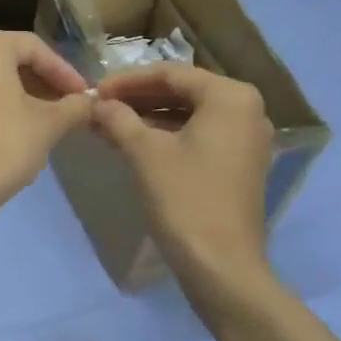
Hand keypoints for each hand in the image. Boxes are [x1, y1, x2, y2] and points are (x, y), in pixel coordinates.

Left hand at [0, 30, 92, 215]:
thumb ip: (75, 106)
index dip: (65, 72)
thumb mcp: (50, 124)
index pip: (36, 48)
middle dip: (45, 83)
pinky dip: (0, 106)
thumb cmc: (4, 146)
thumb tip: (90, 102)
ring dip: (25, 95)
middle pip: (13, 61)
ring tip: (51, 120)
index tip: (85, 95)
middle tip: (70, 106)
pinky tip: (20, 130)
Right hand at [91, 64, 274, 290]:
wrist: (222, 267)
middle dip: (138, 98)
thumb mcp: (144, 153)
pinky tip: (132, 143)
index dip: (127, 81)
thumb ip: (118, 118)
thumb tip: (96, 103)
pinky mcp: (240, 164)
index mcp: (230, 97)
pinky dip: (167, 135)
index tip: (94, 90)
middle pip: (182, 92)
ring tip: (109, 123)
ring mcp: (247, 139)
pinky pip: (199, 136)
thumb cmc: (185, 199)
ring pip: (189, 114)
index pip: (170, 73)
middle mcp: (247, 110)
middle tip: (100, 105)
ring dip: (149, 117)